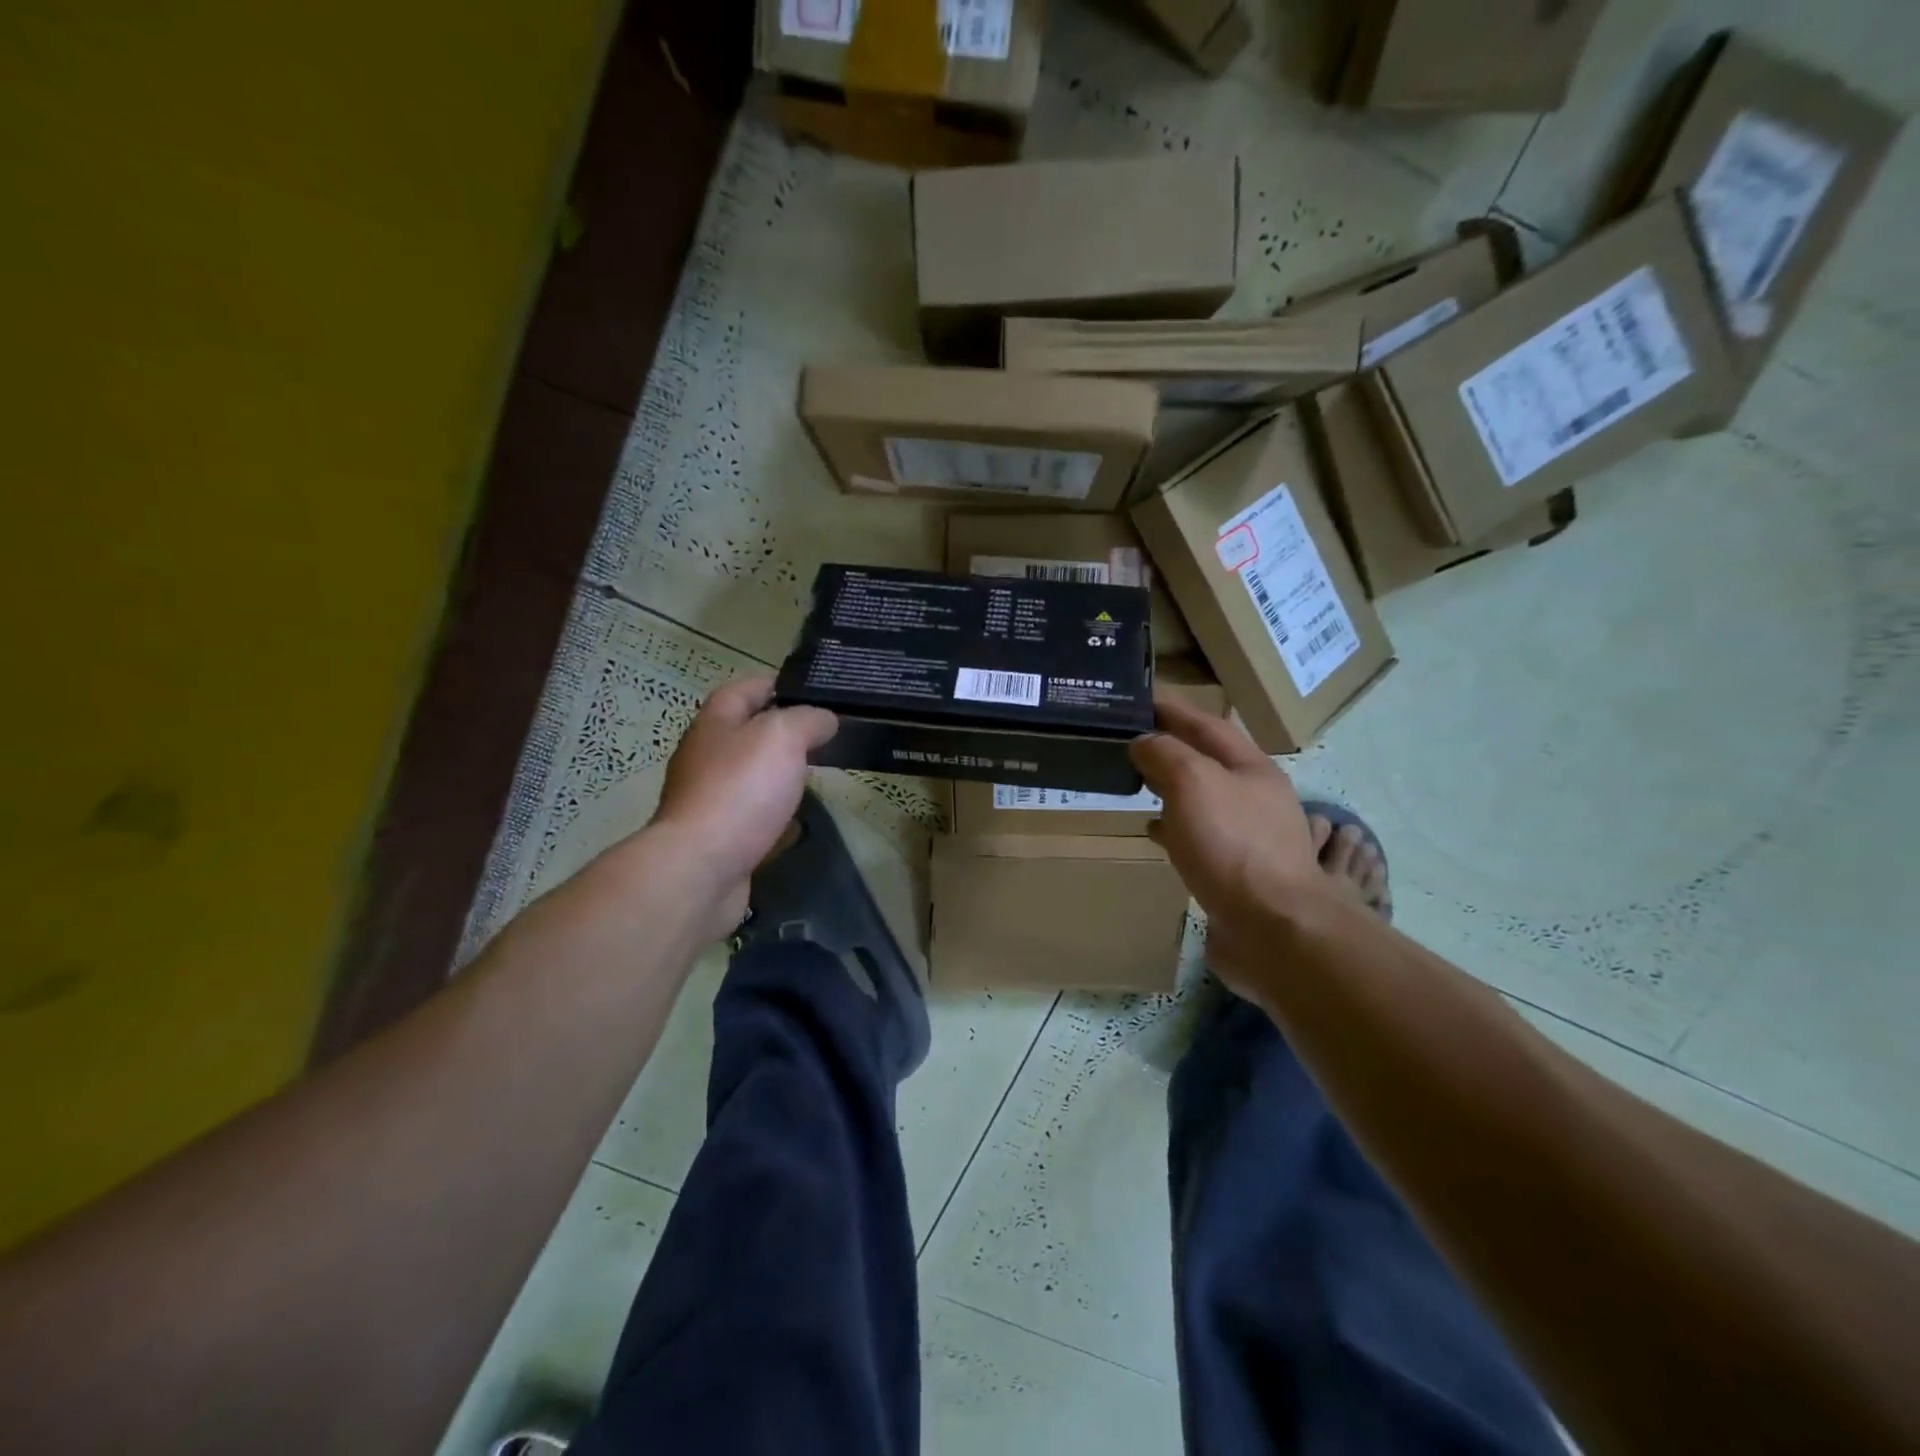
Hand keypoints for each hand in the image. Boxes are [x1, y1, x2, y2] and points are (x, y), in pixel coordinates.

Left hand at [647, 677, 836, 928]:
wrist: (702, 868)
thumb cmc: (741, 790)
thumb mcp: (782, 736)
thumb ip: (808, 720)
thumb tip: (825, 719)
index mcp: (715, 724)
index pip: (744, 689)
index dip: (777, 684)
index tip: (814, 691)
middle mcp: (706, 757)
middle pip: (746, 734)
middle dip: (783, 733)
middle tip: (825, 737)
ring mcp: (710, 800)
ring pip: (751, 777)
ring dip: (779, 776)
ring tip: (817, 777)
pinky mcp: (719, 838)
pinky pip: (752, 818)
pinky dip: (775, 817)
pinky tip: (798, 824)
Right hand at [1130, 695, 1331, 990]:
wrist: (1273, 927)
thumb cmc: (1232, 845)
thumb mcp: (1192, 783)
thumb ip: (1165, 753)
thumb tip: (1144, 742)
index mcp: (1250, 767)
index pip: (1207, 724)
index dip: (1173, 709)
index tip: (1140, 699)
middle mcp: (1255, 795)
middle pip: (1208, 760)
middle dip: (1172, 747)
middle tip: (1131, 741)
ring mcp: (1251, 834)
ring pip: (1204, 798)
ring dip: (1172, 786)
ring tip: (1138, 782)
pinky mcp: (1239, 869)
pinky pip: (1201, 835)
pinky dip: (1175, 826)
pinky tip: (1155, 832)